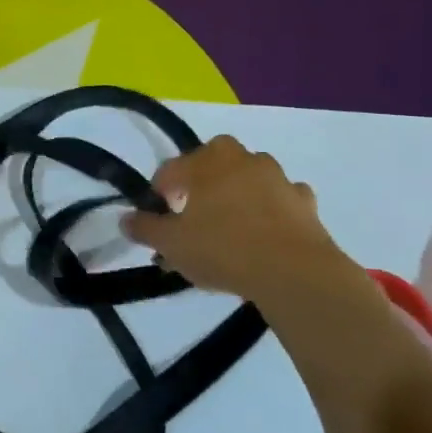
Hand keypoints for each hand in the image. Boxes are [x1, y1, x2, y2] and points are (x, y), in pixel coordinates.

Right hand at [121, 135, 353, 300]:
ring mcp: (278, 178)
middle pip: (214, 160)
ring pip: (249, 177)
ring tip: (228, 226)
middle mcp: (242, 159)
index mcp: (205, 162)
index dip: (158, 192)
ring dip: (237, 191)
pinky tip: (264, 232)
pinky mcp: (305, 202)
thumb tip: (126, 219)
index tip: (156, 218)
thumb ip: (145, 228)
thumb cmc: (222, 249)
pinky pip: (281, 198)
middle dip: (201, 180)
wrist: (294, 273)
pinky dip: (271, 208)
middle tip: (193, 212)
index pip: (171, 169)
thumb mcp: (171, 244)